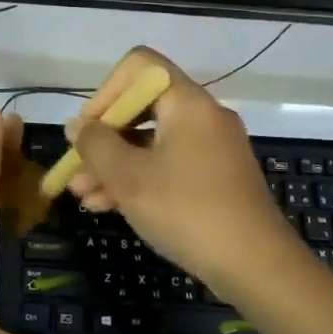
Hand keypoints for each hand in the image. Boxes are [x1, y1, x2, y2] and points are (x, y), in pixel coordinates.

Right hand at [65, 48, 297, 292]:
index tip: (89, 130)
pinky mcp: (216, 179)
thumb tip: (78, 126)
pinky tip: (108, 206)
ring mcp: (213, 149)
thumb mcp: (129, 177)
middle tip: (75, 168)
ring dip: (114, 164)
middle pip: (142, 108)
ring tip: (81, 196)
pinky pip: (169, 165)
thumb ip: (96, 145)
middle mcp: (203, 116)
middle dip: (103, 138)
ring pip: (152, 142)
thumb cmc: (187, 210)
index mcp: (188, 102)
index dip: (106, 92)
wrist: (257, 267)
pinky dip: (139, 179)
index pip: (140, 67)